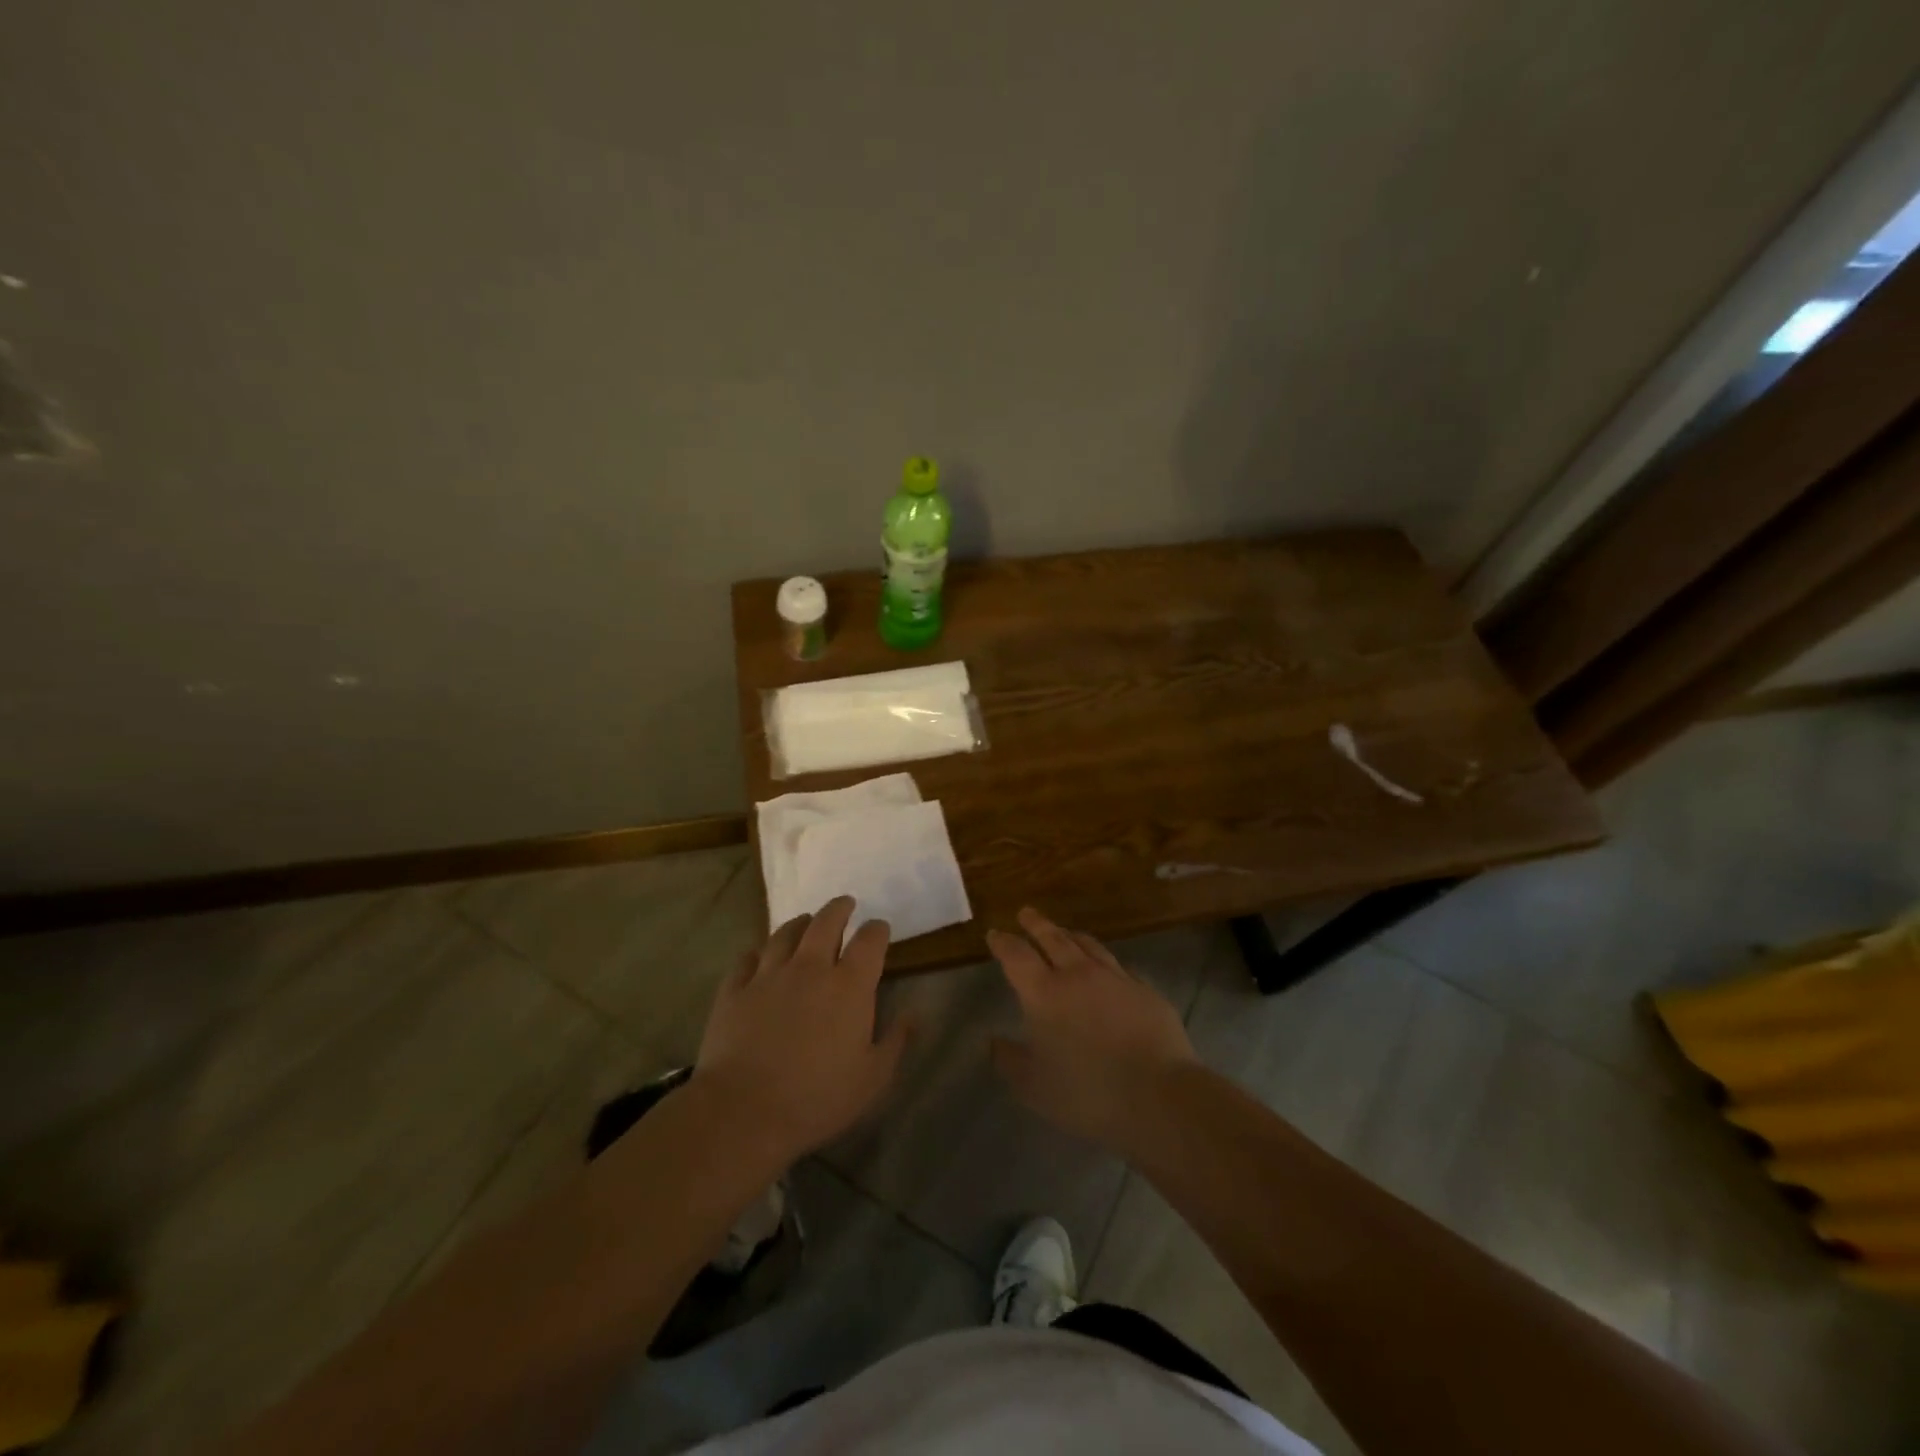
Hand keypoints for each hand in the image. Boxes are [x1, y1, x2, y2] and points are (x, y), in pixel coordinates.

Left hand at [694, 897, 911, 1165]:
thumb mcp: (873, 1078)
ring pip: (785, 933)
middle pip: (826, 922)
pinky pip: (747, 959)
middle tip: (845, 904)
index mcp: (849, 985)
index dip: (877, 929)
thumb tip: (914, 1014)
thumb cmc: (818, 1097)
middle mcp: (810, 968)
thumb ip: (896, 1041)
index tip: (880, 929)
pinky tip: (759, 955)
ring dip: (799, 923)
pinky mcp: (735, 990)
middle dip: (839, 909)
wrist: (744, 1111)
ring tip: (805, 921)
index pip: (869, 940)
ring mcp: (768, 975)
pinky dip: (758, 952)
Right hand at [988, 907, 1198, 1153]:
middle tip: (1026, 913)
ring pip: (1088, 945)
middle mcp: (1077, 975)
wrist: (1158, 1095)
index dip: (1003, 943)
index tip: (995, 934)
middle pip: (1053, 938)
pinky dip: (1104, 961)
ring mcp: (1115, 978)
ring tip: (1064, 931)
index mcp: (1044, 993)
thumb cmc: (1087, 1093)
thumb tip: (992, 1041)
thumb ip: (1009, 1060)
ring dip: (1071, 935)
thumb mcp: (1034, 1086)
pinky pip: (1118, 966)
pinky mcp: (1145, 990)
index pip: (1017, 956)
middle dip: (1036, 924)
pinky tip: (1107, 967)